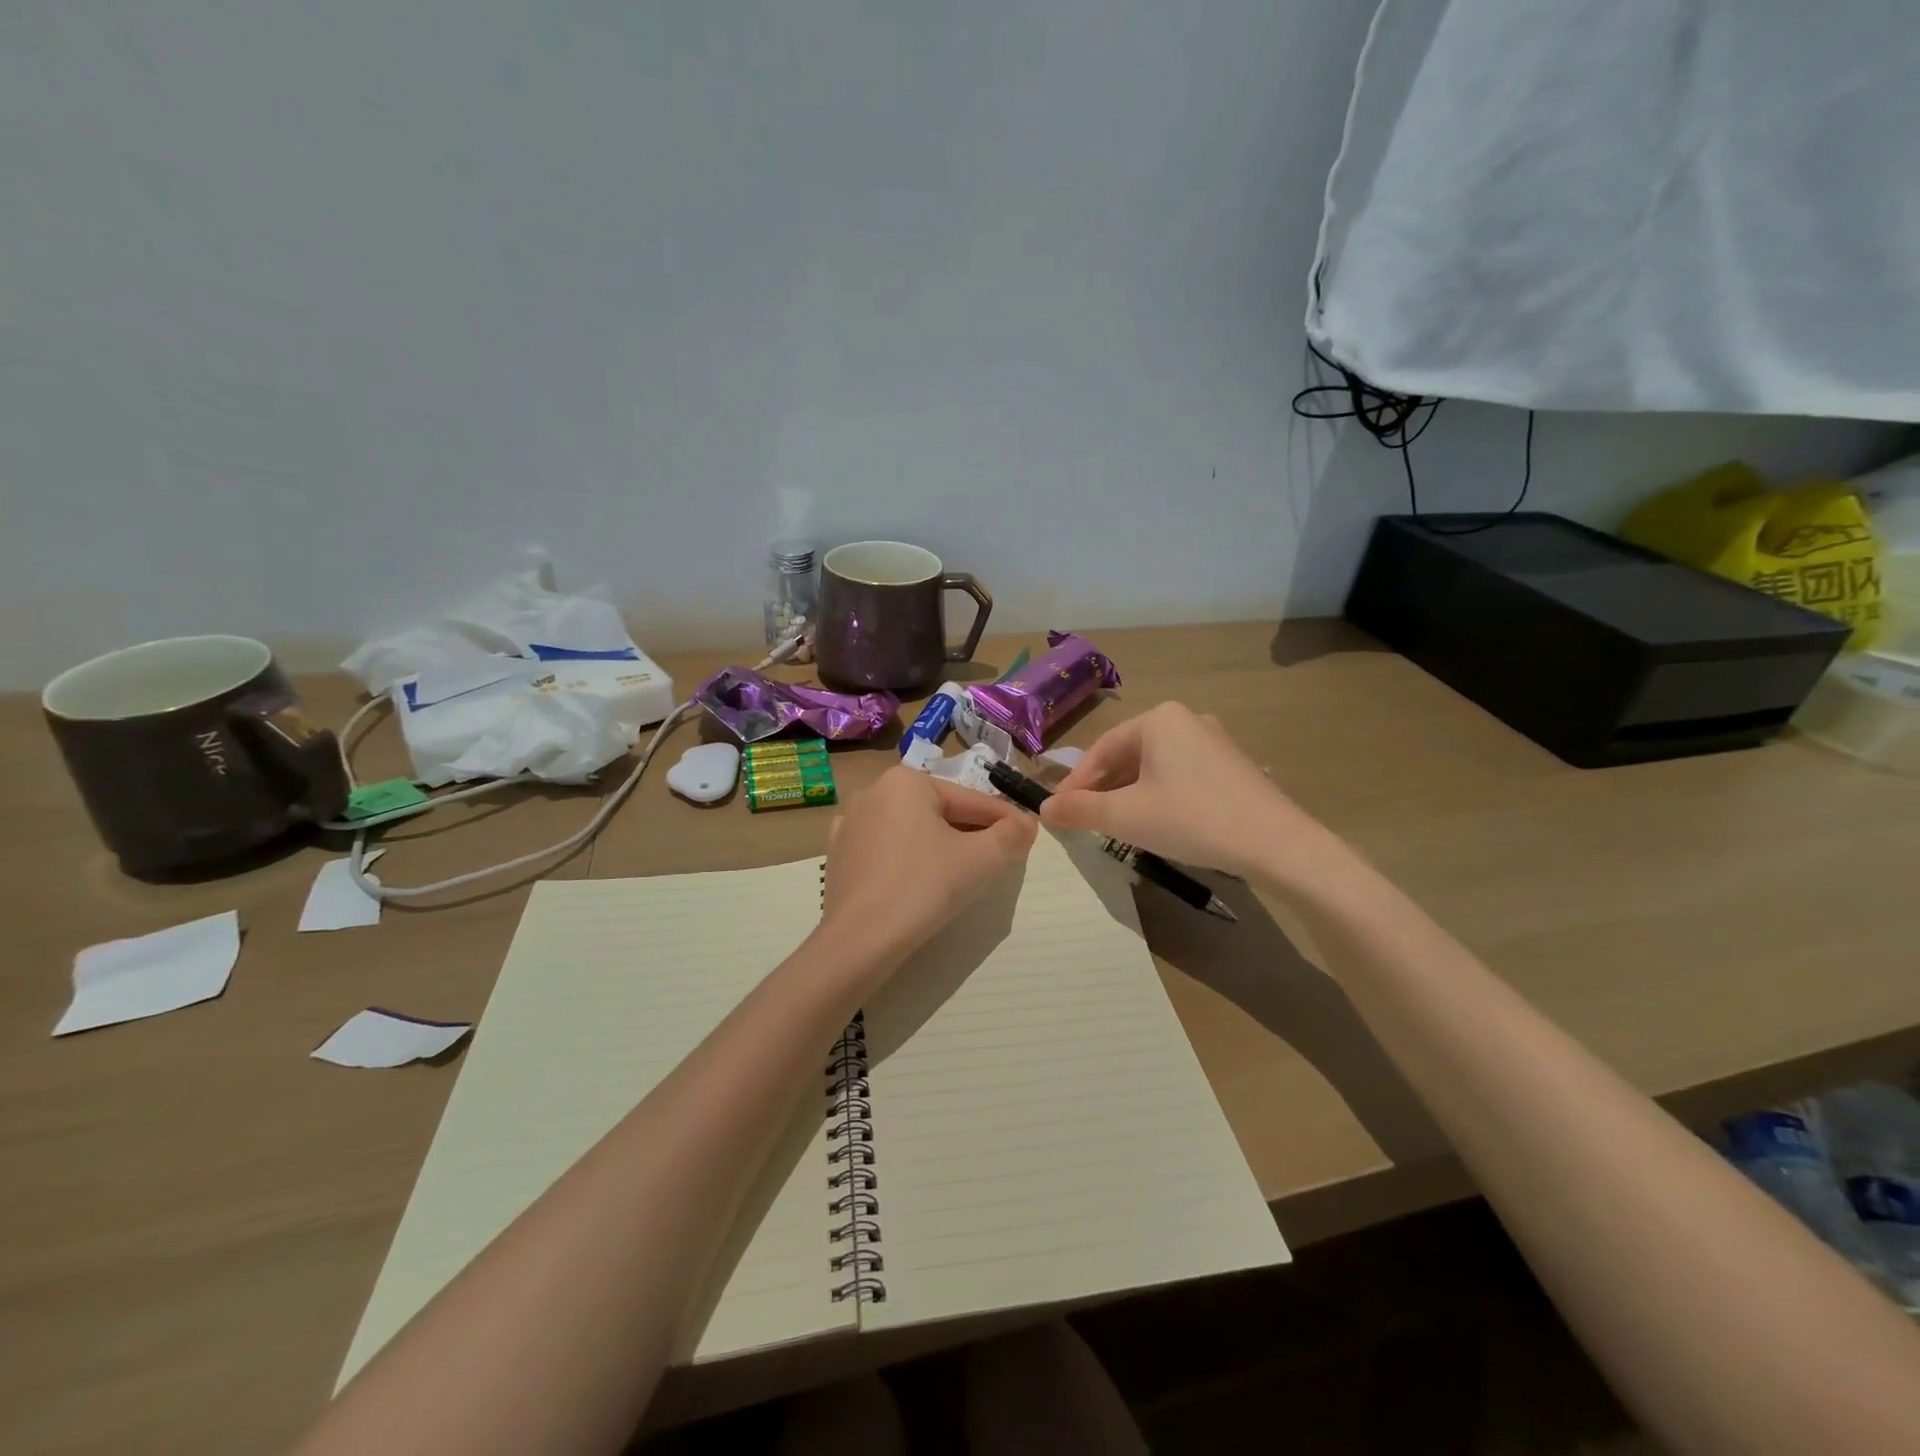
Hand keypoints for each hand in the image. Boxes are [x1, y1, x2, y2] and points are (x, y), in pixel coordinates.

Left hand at [819, 767, 1036, 969]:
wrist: (860, 940)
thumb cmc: (925, 888)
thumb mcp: (982, 859)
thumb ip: (1011, 835)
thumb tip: (1025, 825)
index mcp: (906, 781)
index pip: (970, 800)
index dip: (1004, 819)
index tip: (1027, 835)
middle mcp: (873, 792)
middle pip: (939, 812)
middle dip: (972, 833)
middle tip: (1000, 857)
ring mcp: (850, 824)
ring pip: (912, 831)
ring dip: (941, 846)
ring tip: (964, 873)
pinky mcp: (839, 856)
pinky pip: (887, 851)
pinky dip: (910, 861)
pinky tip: (922, 883)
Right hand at [1040, 702, 1335, 882]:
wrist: (1277, 844)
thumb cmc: (1193, 820)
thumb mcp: (1127, 817)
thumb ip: (1081, 810)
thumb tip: (1044, 809)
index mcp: (1158, 719)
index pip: (1101, 750)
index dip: (1075, 784)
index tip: (1059, 812)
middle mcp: (1186, 719)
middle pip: (1127, 755)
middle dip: (1103, 789)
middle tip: (1085, 821)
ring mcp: (1213, 741)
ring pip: (1154, 767)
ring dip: (1129, 794)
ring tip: (1116, 825)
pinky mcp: (1231, 765)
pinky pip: (1180, 774)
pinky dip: (1158, 795)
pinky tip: (1157, 822)